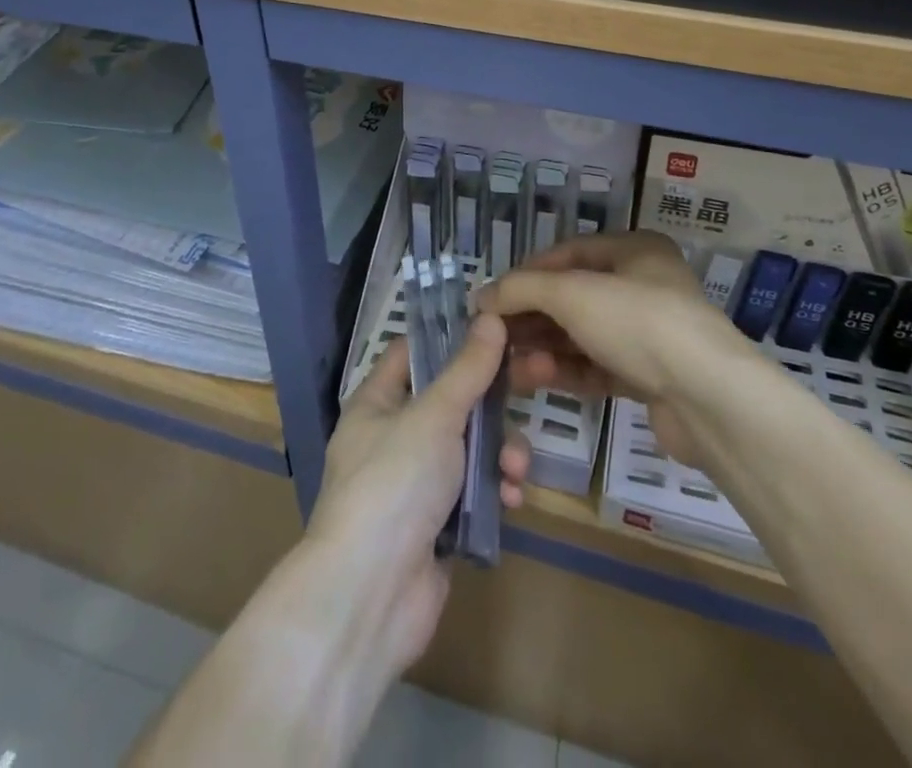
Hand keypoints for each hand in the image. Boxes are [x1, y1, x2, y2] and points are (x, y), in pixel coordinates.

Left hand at [305, 316, 536, 676]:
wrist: (371, 596)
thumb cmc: (395, 483)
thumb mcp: (434, 415)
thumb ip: (467, 369)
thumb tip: (490, 316)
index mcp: (378, 402)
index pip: (415, 351)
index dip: (452, 337)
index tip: (497, 327)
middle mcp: (394, 436)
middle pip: (453, 400)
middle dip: (495, 401)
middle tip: (540, 379)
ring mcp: (416, 482)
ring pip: (470, 447)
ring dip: (501, 453)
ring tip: (517, 470)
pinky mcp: (438, 523)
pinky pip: (475, 491)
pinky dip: (495, 491)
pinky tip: (512, 500)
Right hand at [477, 231, 744, 467]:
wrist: (709, 399)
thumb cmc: (638, 323)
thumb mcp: (572, 294)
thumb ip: (523, 290)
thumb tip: (482, 297)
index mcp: (635, 250)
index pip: (569, 252)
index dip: (528, 272)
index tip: (493, 298)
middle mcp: (644, 285)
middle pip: (574, 296)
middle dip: (533, 317)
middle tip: (496, 337)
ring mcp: (650, 333)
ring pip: (585, 335)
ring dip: (546, 347)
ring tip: (510, 366)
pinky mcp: (652, 377)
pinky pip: (599, 366)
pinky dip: (568, 371)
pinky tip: (537, 379)